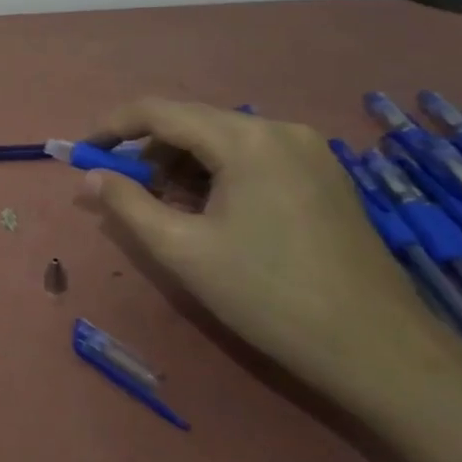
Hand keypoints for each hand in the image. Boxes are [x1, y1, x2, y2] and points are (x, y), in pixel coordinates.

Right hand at [83, 98, 461, 412]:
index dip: (112, 127)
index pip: (159, 111)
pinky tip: (211, 214)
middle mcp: (279, 129)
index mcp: (245, 139)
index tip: (83, 151)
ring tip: (169, 211)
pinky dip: (217, 175)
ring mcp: (309, 151)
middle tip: (126, 193)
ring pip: (221, 140)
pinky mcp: (324, 175)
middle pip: (191, 123)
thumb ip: (126, 204)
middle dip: (149, 153)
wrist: (378, 350)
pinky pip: (252, 157)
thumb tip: (90, 176)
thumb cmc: (268, 295)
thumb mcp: (182, 250)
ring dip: (182, 166)